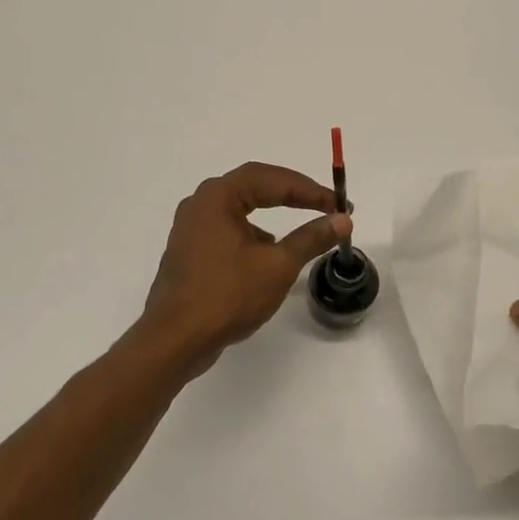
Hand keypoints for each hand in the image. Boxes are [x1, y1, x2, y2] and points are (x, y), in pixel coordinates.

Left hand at [140, 162, 350, 374]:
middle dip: (292, 194)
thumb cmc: (227, 296)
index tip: (339, 205)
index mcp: (218, 197)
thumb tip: (342, 219)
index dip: (310, 189)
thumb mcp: (279, 266)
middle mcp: (200, 204)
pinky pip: (229, 228)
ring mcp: (191, 228)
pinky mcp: (190, 252)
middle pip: (254, 185)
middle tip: (325, 205)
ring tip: (302, 226)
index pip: (272, 179)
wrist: (175, 340)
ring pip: (240, 207)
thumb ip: (312, 238)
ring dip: (273, 212)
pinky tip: (270, 254)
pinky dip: (255, 233)